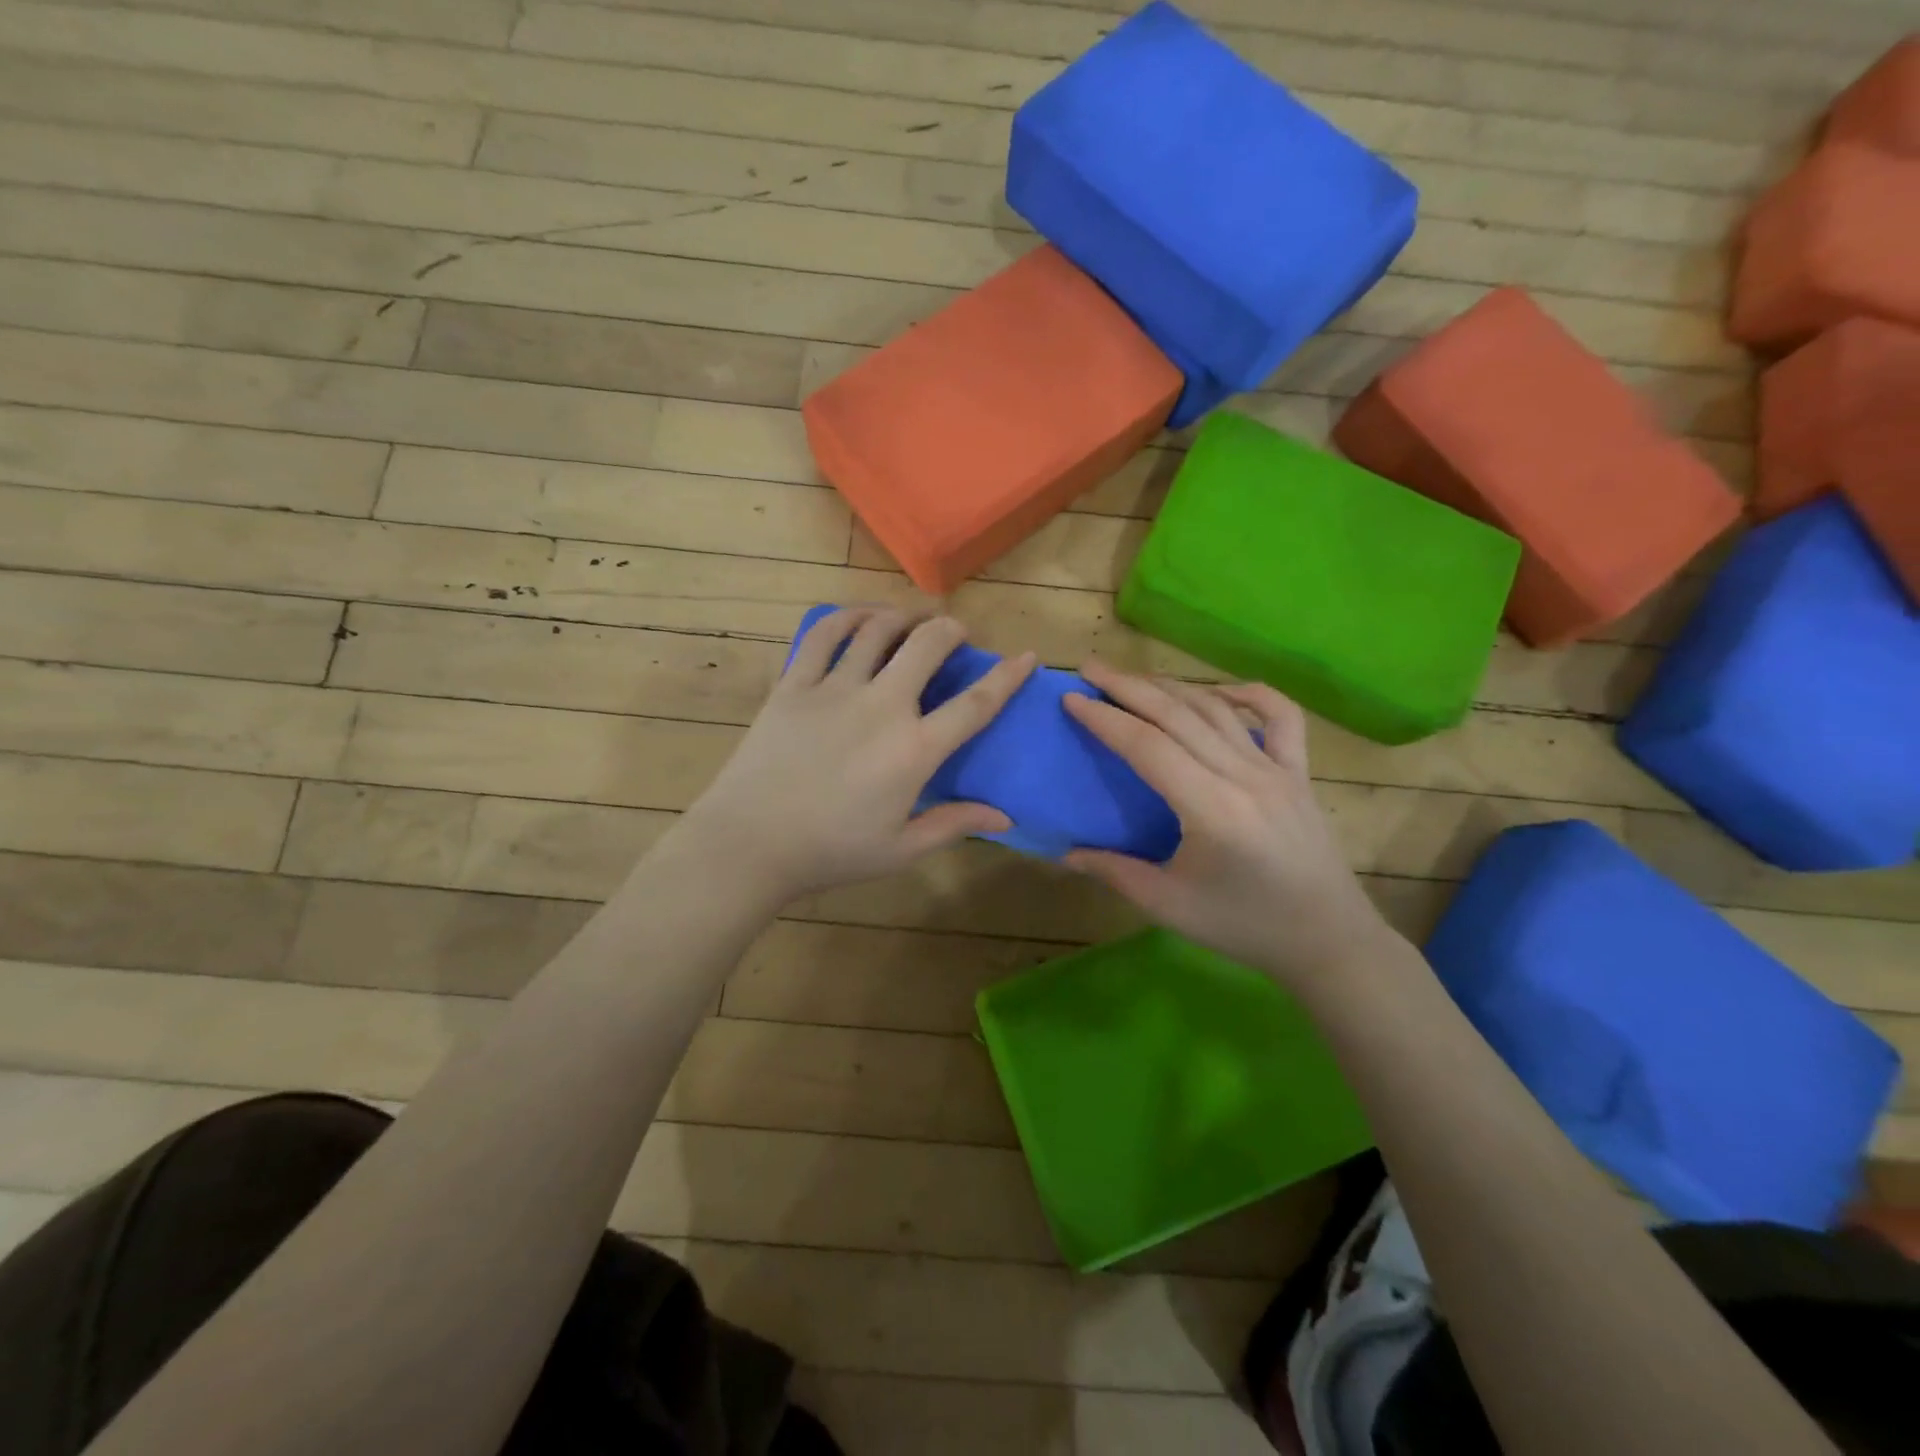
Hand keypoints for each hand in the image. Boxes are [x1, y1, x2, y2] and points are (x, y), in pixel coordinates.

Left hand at [673, 608, 1036, 903]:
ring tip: (912, 618)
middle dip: (951, 629)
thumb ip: (954, 824)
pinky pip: (824, 635)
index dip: (1008, 676)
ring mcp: (835, 689)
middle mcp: (882, 706)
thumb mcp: (901, 850)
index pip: (975, 703)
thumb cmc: (831, 852)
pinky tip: (860, 618)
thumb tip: (1006, 817)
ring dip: (904, 616)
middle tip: (956, 632)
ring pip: (878, 629)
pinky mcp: (795, 684)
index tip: (1027, 657)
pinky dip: (847, 617)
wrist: (750, 843)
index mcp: (915, 749)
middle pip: (928, 645)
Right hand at [1062, 661, 1399, 992]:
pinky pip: (1280, 717)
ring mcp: (1277, 769)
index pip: (1147, 746)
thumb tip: (1065, 852)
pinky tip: (1220, 691)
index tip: (1071, 698)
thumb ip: (1114, 872)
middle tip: (1090, 668)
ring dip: (1172, 686)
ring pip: (1217, 709)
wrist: (1328, 941)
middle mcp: (1244, 776)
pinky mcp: (1299, 773)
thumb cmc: (1244, 927)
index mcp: (1211, 809)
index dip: (1105, 719)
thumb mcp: (1169, 906)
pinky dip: (1249, 694)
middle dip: (1128, 686)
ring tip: (1134, 678)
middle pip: (1178, 715)